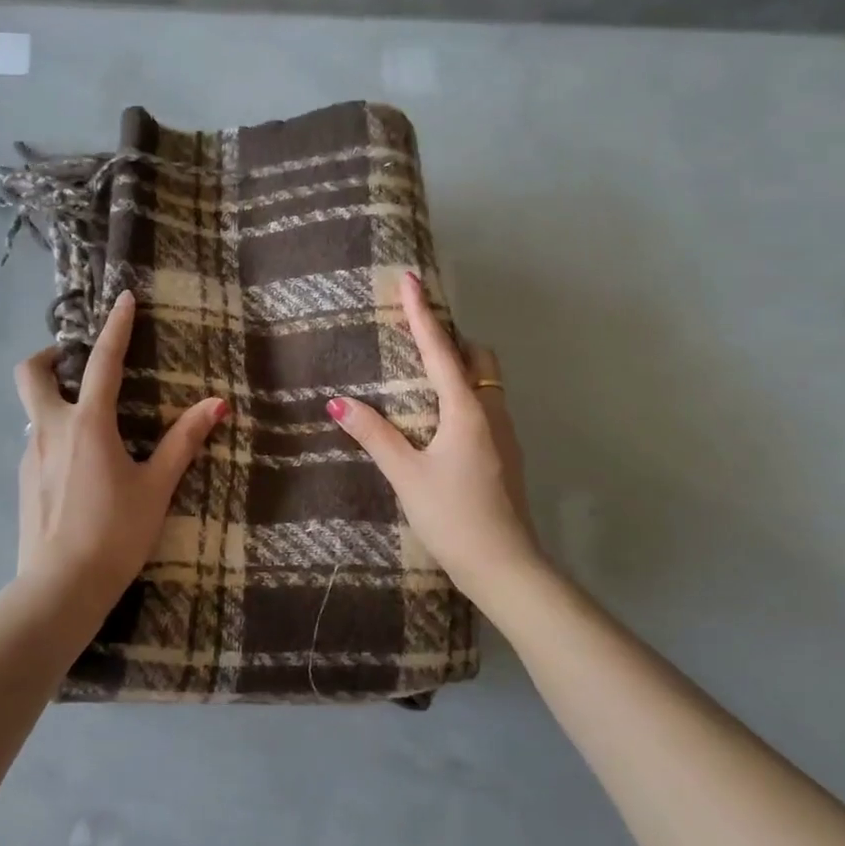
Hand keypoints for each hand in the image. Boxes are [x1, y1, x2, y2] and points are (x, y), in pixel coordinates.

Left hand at [15, 291, 228, 604]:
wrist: (59, 589)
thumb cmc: (115, 534)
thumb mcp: (155, 487)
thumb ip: (182, 442)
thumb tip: (216, 404)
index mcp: (87, 425)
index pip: (104, 363)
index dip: (116, 327)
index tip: (123, 298)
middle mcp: (50, 430)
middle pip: (30, 373)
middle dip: (49, 355)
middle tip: (74, 362)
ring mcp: (31, 455)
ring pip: (33, 410)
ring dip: (54, 400)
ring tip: (90, 424)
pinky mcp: (24, 481)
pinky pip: (37, 442)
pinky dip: (55, 435)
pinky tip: (79, 468)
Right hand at [326, 272, 545, 606]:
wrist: (505, 566)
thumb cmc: (452, 516)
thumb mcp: (406, 475)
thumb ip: (375, 435)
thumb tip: (339, 402)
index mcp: (467, 409)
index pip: (440, 349)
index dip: (422, 314)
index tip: (410, 279)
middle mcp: (491, 412)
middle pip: (477, 357)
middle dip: (451, 338)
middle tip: (418, 336)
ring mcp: (504, 434)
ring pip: (485, 382)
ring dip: (459, 367)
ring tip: (423, 375)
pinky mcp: (505, 455)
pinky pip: (485, 405)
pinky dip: (464, 394)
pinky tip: (440, 420)